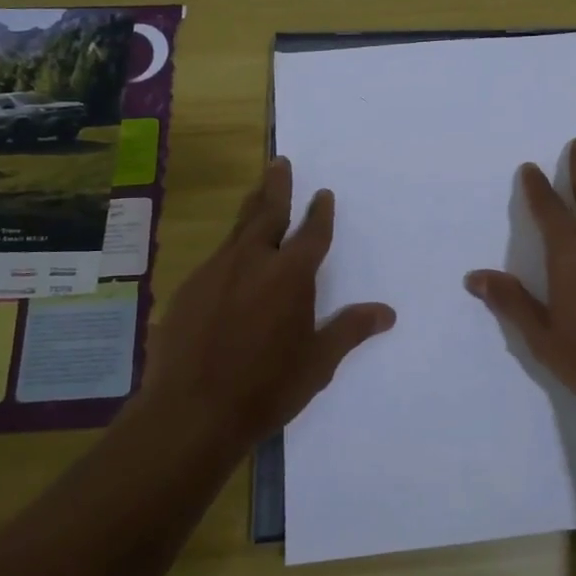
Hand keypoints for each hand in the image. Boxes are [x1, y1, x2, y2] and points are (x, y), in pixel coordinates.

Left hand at [147, 158, 394, 446]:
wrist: (190, 413)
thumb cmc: (266, 388)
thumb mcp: (318, 362)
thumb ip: (350, 330)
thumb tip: (388, 312)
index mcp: (290, 275)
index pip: (312, 234)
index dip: (320, 213)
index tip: (323, 194)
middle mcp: (252, 262)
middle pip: (267, 213)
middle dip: (277, 186)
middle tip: (279, 162)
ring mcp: (215, 273)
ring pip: (237, 231)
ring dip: (251, 211)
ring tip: (258, 196)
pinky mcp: (187, 290)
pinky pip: (215, 260)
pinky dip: (229, 252)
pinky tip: (230, 265)